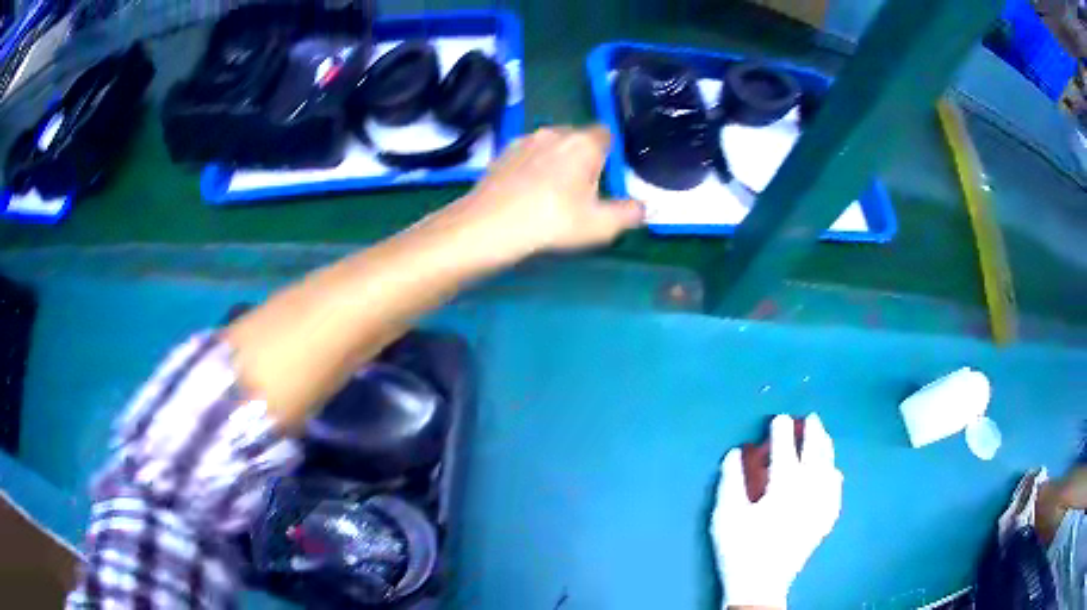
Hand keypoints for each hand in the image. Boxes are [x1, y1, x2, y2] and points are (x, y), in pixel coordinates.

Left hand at [449, 126, 643, 257]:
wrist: (489, 226)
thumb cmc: (552, 222)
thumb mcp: (600, 226)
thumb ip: (629, 213)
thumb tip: (643, 208)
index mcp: (584, 143)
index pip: (606, 134)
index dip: (609, 154)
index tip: (605, 179)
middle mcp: (554, 132)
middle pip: (577, 138)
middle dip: (582, 158)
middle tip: (580, 193)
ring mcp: (524, 140)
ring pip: (550, 146)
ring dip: (555, 162)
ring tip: (549, 195)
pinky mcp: (501, 153)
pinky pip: (526, 155)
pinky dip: (530, 168)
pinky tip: (525, 193)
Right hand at [711, 414, 842, 608]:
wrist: (761, 584)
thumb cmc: (740, 548)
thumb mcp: (726, 514)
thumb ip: (731, 480)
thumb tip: (735, 452)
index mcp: (784, 486)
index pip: (785, 449)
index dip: (781, 431)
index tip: (779, 418)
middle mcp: (808, 489)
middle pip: (815, 453)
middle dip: (813, 432)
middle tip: (810, 418)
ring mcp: (820, 505)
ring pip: (829, 467)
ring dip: (826, 448)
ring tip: (823, 436)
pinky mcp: (824, 520)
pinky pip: (836, 491)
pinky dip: (835, 476)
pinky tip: (834, 473)